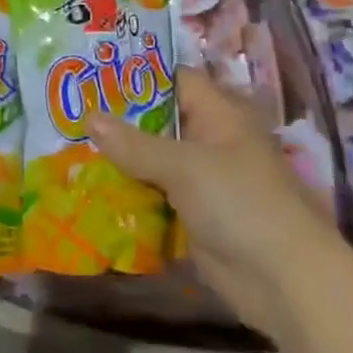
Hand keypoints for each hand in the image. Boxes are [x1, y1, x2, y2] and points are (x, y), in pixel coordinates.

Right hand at [86, 68, 330, 333]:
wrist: (283, 280)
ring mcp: (202, 180)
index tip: (92, 72)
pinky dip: (129, 193)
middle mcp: (210, 140)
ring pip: (153, 160)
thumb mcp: (183, 166)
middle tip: (70, 110)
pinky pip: (155, 195)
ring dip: (120, 159)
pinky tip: (90, 188)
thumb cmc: (239, 202)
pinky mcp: (194, 215)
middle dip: (119, 119)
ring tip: (68, 145)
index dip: (136, 74)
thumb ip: (134, 144)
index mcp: (218, 113)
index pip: (173, 79)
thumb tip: (89, 117)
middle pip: (159, 120)